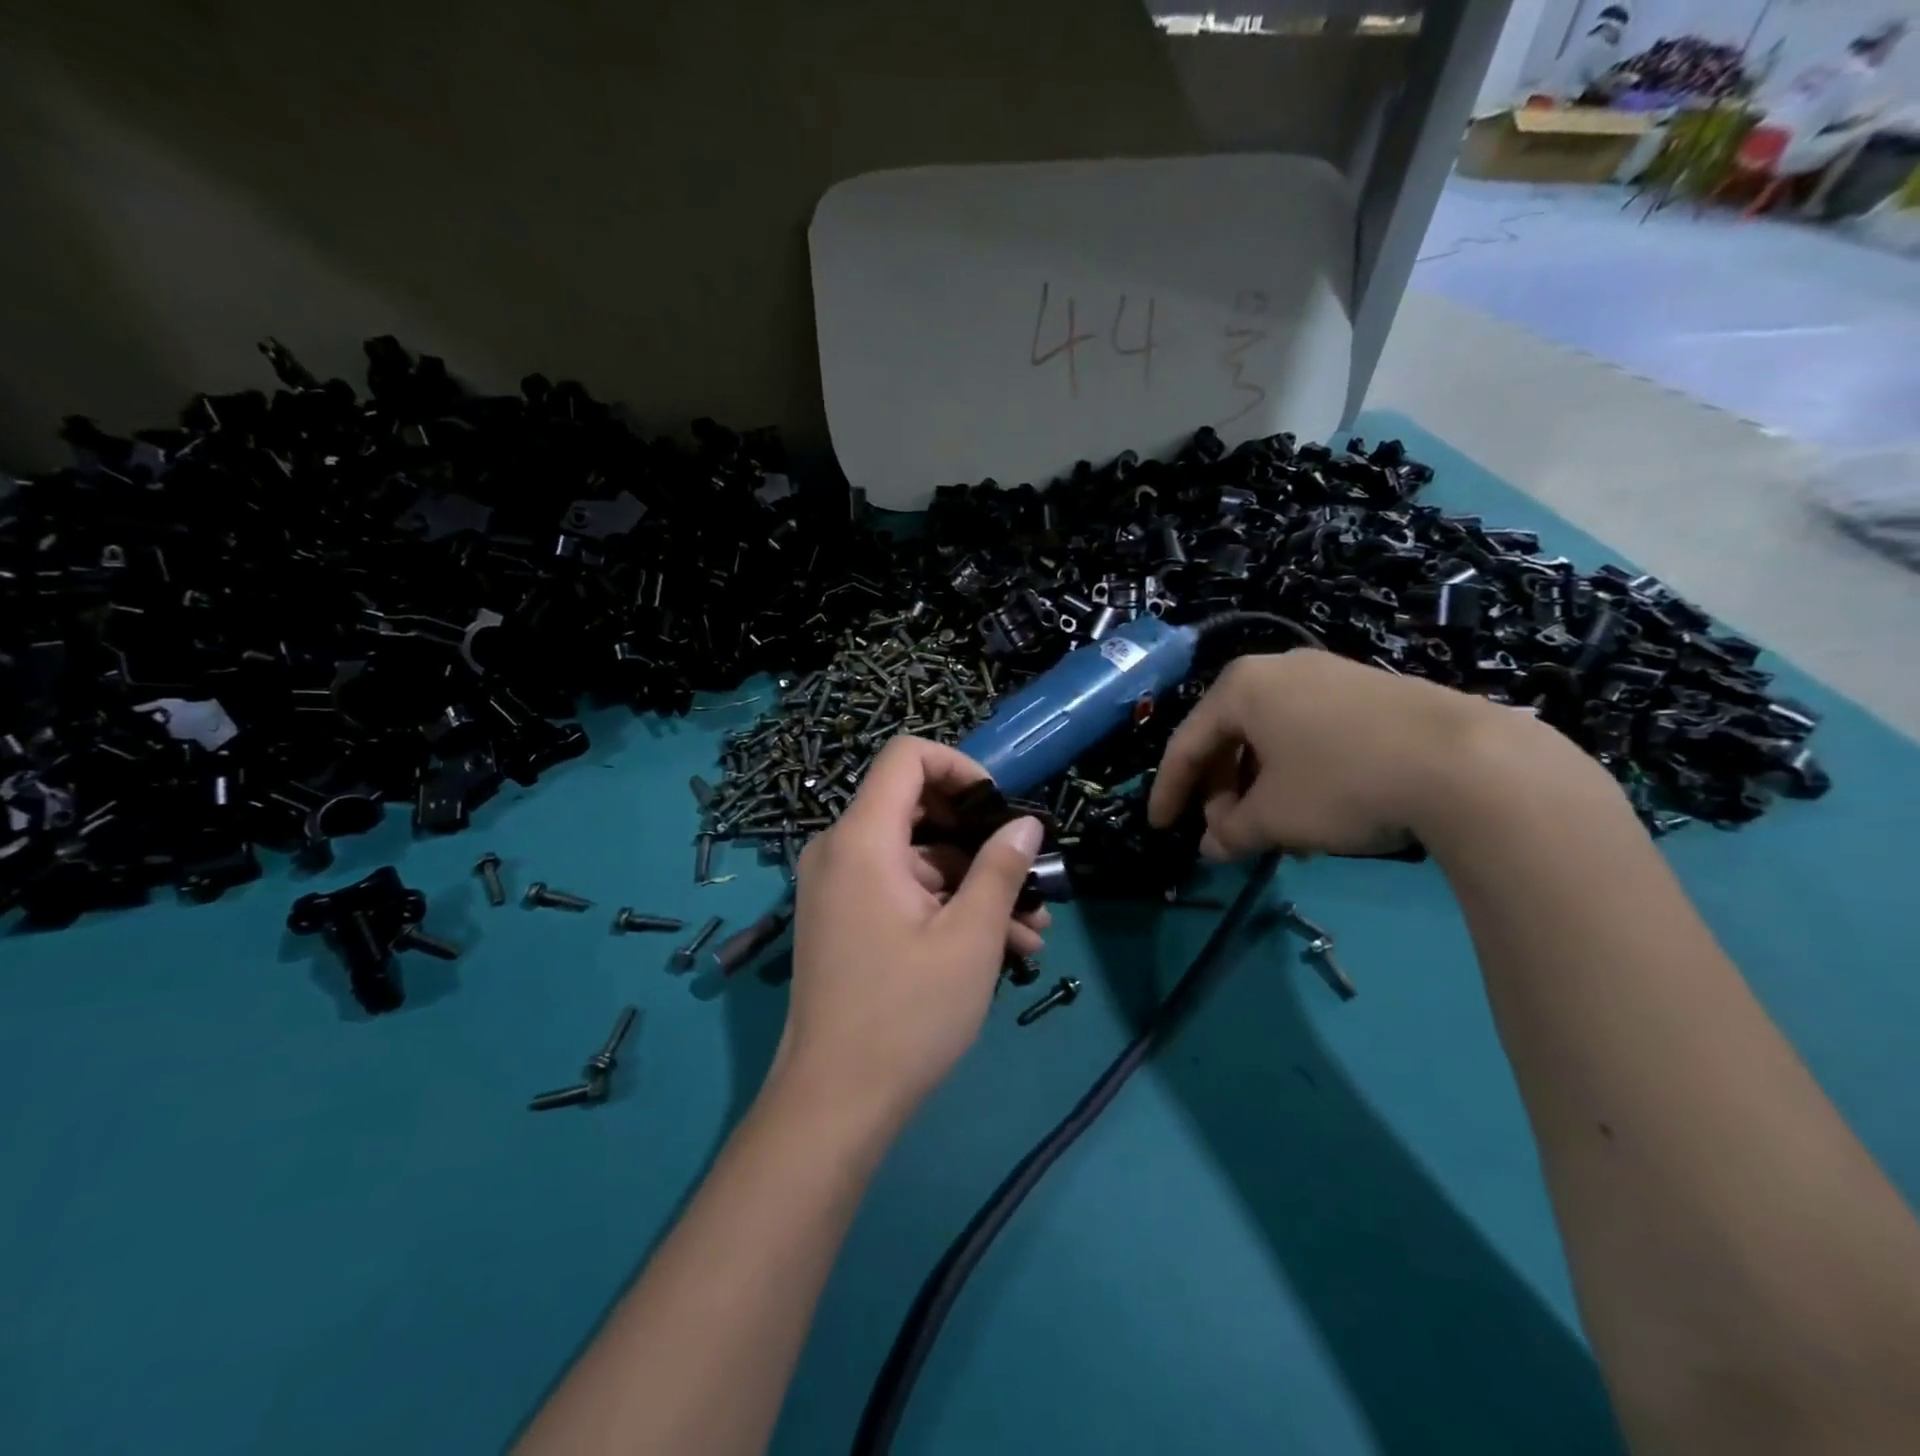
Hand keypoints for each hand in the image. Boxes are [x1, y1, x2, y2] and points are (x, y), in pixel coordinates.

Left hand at [778, 737, 1047, 1122]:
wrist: (834, 1102)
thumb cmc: (906, 1013)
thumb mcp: (970, 937)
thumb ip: (1001, 869)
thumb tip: (1026, 825)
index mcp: (862, 839)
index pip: (907, 757)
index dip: (960, 767)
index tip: (1000, 808)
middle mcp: (840, 850)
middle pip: (915, 807)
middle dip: (979, 837)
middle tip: (1028, 874)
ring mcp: (838, 886)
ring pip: (916, 857)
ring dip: (973, 883)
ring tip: (1032, 929)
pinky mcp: (844, 918)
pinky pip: (899, 889)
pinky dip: (944, 905)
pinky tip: (1000, 946)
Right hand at [1148, 651, 1495, 858]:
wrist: (1467, 761)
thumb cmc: (1341, 782)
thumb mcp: (1273, 817)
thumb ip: (1229, 832)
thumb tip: (1211, 846)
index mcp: (1240, 687)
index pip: (1186, 744)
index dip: (1169, 792)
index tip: (1160, 828)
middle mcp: (1279, 669)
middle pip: (1230, 737)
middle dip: (1221, 792)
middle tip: (1225, 833)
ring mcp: (1329, 675)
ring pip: (1272, 738)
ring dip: (1260, 788)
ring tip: (1273, 832)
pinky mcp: (1371, 691)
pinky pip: (1311, 733)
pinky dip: (1298, 773)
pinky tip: (1316, 810)